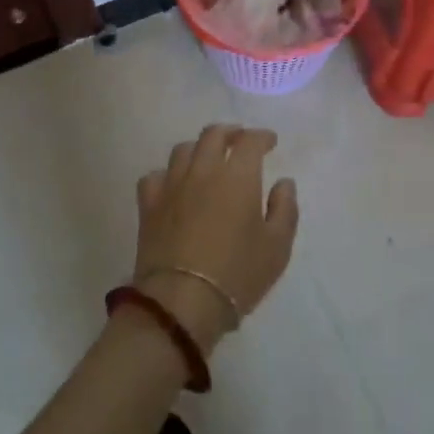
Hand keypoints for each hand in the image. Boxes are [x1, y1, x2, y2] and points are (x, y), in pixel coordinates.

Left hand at [132, 125, 297, 353]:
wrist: (182, 301)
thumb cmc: (237, 274)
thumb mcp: (277, 247)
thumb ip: (285, 209)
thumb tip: (284, 183)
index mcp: (238, 176)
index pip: (250, 141)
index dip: (262, 137)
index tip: (270, 142)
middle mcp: (203, 170)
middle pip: (213, 135)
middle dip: (230, 132)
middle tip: (239, 141)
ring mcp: (172, 185)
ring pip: (183, 149)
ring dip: (198, 148)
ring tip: (207, 159)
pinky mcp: (149, 205)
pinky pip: (155, 176)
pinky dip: (167, 175)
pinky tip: (173, 185)